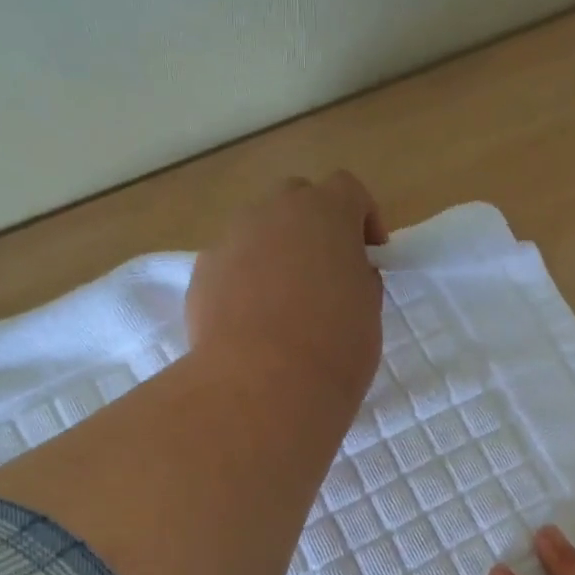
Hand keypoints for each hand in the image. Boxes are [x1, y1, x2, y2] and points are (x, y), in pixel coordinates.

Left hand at [186, 171, 387, 409]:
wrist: (262, 385)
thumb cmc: (333, 348)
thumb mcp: (368, 312)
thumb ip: (359, 279)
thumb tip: (346, 273)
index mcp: (324, 213)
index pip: (348, 190)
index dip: (363, 217)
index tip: (371, 253)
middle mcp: (273, 212)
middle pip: (296, 199)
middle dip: (314, 226)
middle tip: (327, 272)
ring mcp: (231, 240)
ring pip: (258, 231)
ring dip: (277, 253)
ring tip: (287, 303)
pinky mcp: (203, 274)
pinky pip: (232, 265)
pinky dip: (246, 282)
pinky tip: (255, 325)